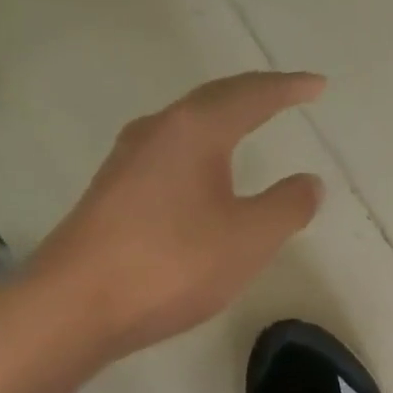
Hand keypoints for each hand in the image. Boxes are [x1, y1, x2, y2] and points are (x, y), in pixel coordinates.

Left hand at [24, 71, 326, 362]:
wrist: (74, 306)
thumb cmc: (172, 264)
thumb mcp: (249, 238)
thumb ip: (287, 206)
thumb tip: (309, 181)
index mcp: (194, 130)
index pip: (251, 96)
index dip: (288, 89)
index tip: (318, 85)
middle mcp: (157, 132)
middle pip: (213, 99)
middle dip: (254, 94)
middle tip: (287, 95)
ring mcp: (127, 161)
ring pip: (186, 125)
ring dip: (222, 119)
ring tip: (248, 124)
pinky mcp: (112, 192)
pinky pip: (169, 153)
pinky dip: (200, 150)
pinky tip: (202, 174)